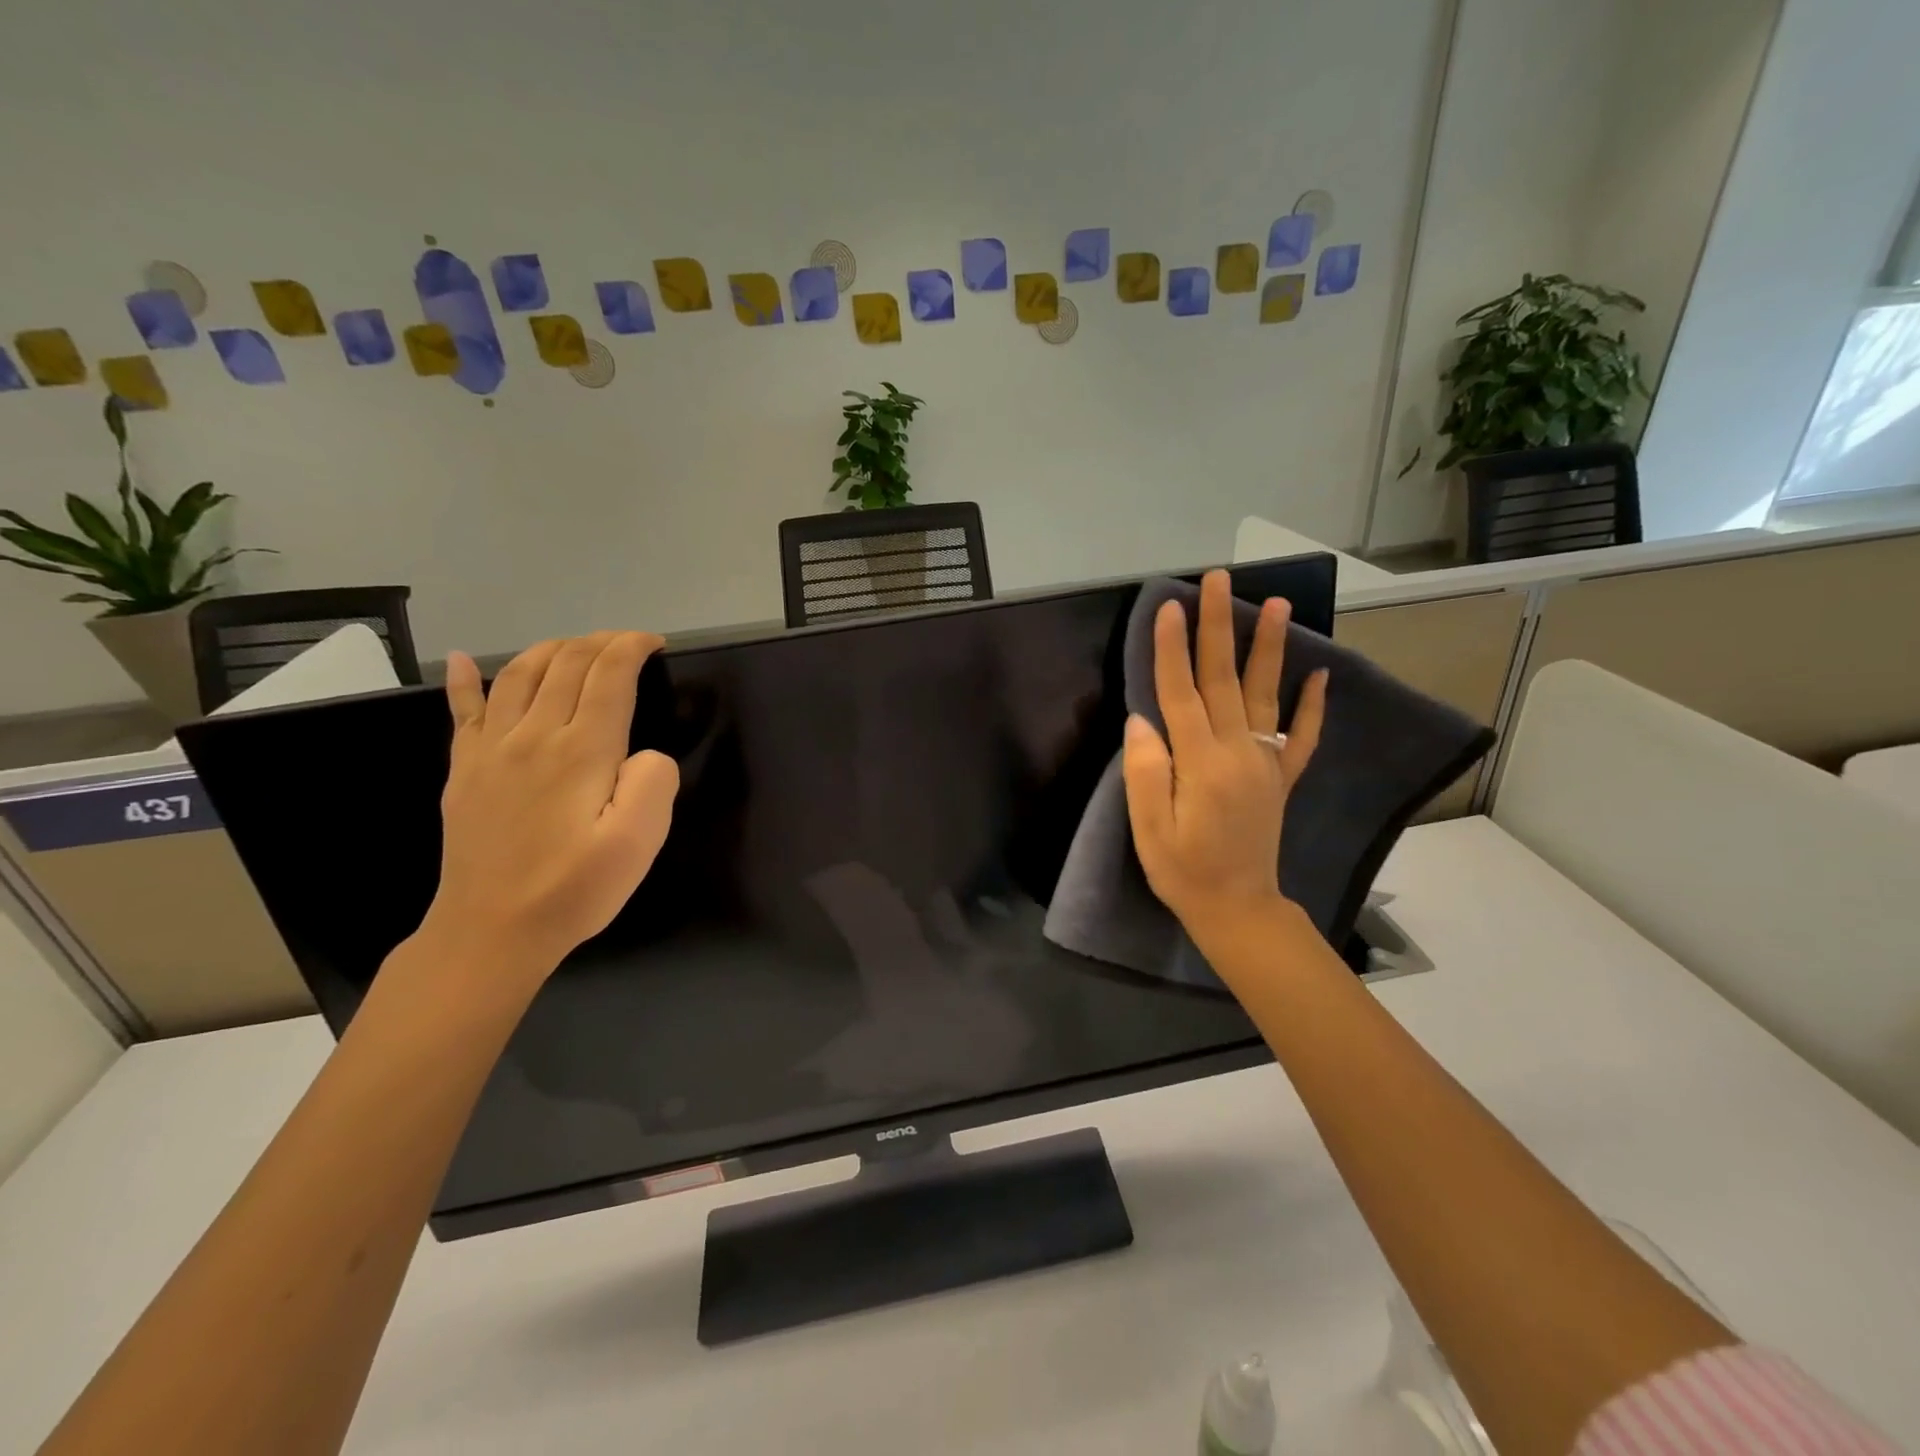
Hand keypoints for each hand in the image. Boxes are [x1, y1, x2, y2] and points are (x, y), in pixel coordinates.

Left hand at [424, 631, 678, 980]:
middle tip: (626, 643)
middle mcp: (534, 735)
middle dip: (600, 642)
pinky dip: (463, 679)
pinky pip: (462, 710)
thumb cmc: (575, 889)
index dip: (632, 648)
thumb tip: (644, 752)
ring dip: (551, 649)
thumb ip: (653, 783)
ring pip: (519, 674)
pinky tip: (458, 660)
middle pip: (566, 665)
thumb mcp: (638, 843)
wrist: (492, 931)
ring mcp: (492, 750)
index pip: (609, 676)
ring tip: (575, 646)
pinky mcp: (466, 770)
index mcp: (582, 750)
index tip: (654, 643)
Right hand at [1122, 569, 1326, 949]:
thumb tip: (1142, 720)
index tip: (1171, 606)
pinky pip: (1300, 736)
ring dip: (1269, 647)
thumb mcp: (1150, 829)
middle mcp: (1239, 752)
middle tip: (1220, 580)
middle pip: (1224, 679)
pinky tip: (1320, 675)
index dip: (1173, 649)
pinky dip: (1311, 705)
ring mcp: (1265, 763)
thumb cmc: (1184, 871)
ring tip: (1276, 604)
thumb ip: (1147, 772)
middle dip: (1219, 627)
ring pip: (1265, 694)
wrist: (1238, 909)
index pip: (1181, 693)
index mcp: (1201, 763)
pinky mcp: (1280, 778)